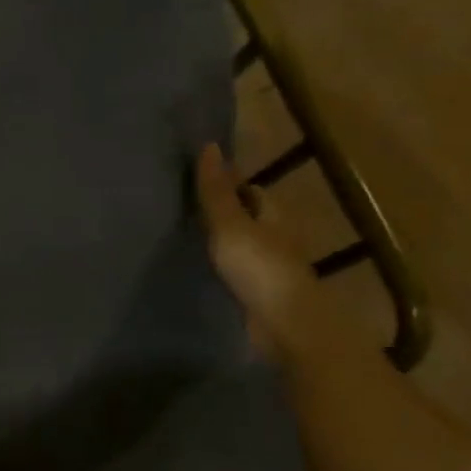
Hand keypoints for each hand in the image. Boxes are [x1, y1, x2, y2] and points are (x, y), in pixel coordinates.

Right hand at [196, 143, 321, 358]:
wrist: (287, 325)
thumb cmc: (260, 268)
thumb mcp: (230, 224)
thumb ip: (217, 191)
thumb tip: (210, 145)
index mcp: (275, 215)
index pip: (252, 191)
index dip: (228, 184)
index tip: (196, 183)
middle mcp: (278, 237)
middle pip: (250, 217)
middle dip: (224, 212)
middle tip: (184, 210)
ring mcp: (273, 268)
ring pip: (246, 245)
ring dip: (224, 241)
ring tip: (187, 239)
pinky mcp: (264, 294)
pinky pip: (241, 272)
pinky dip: (225, 267)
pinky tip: (203, 270)